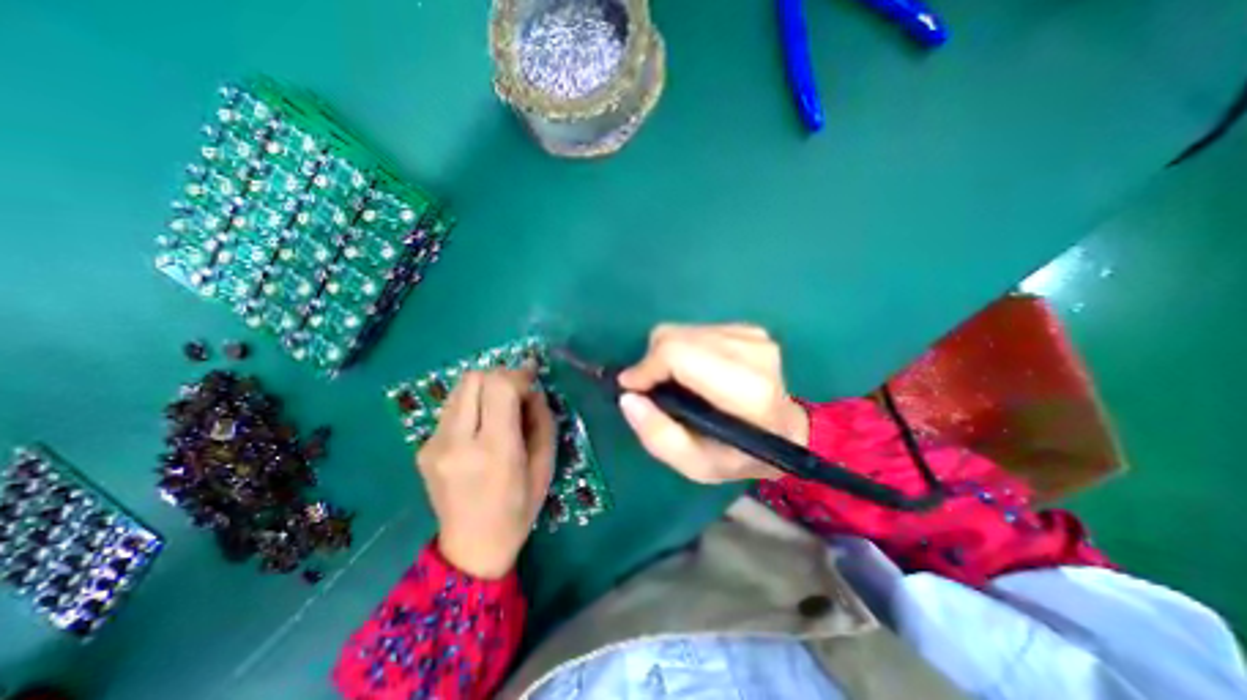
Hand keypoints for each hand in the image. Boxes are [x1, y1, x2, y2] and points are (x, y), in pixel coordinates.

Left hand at [417, 367, 554, 579]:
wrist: (472, 547)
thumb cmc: (519, 507)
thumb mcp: (545, 464)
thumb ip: (541, 419)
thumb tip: (532, 389)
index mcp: (494, 450)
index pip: (498, 386)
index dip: (518, 374)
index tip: (532, 377)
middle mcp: (457, 442)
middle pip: (474, 378)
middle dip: (500, 375)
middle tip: (517, 390)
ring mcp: (434, 444)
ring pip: (459, 388)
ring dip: (484, 387)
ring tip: (500, 406)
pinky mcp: (424, 448)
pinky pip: (451, 407)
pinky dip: (471, 404)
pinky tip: (481, 425)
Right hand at [616, 321, 810, 479]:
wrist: (785, 432)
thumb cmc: (740, 456)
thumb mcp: (696, 465)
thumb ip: (658, 436)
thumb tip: (628, 397)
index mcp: (748, 391)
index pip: (678, 354)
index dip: (647, 367)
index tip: (632, 387)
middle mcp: (753, 353)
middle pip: (676, 337)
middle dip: (653, 362)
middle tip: (652, 390)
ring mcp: (753, 336)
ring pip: (682, 331)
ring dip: (667, 356)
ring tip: (677, 383)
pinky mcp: (748, 328)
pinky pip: (695, 329)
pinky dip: (684, 349)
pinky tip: (696, 371)